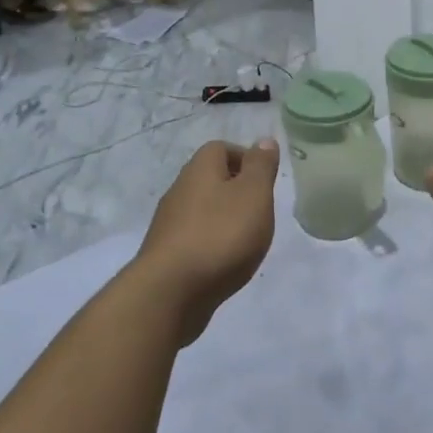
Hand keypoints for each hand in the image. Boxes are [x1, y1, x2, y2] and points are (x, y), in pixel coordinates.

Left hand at [134, 139, 279, 343]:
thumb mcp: (253, 194)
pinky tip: (225, 263)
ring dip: (224, 220)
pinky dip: (212, 244)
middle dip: (237, 191)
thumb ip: (260, 167)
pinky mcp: (166, 253)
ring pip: (203, 210)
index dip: (246, 159)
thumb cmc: (220, 235)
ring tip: (247, 241)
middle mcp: (179, 189)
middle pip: (211, 179)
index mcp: (199, 169)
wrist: (170, 291)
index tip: (266, 181)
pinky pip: (194, 238)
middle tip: (261, 213)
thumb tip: (263, 140)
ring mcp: (169, 223)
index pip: (221, 148)